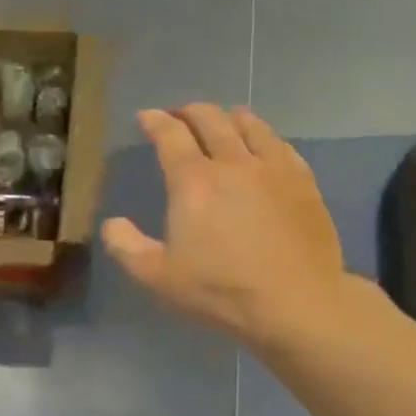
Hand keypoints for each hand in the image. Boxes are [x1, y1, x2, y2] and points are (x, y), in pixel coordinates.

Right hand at [102, 104, 352, 351]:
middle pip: (210, 119)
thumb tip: (112, 223)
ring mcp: (274, 169)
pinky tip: (263, 146)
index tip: (145, 116)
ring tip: (222, 121)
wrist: (297, 304)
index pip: (170, 134)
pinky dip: (263, 137)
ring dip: (228, 117)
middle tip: (178, 115)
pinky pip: (281, 145)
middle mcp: (233, 162)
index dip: (155, 121)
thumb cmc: (220, 290)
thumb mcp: (156, 277)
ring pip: (250, 125)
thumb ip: (126, 246)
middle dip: (189, 111)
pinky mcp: (304, 182)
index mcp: (194, 181)